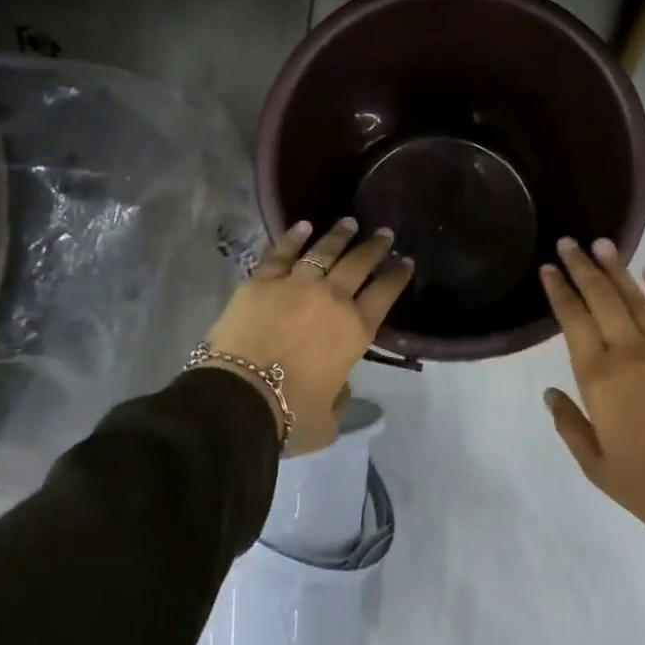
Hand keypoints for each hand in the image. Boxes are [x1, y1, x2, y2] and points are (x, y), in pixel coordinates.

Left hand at [201, 218, 412, 453]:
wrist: (238, 398)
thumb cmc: (289, 416)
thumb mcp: (328, 422)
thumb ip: (340, 400)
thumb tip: (339, 386)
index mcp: (355, 330)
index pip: (385, 294)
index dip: (398, 275)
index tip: (406, 261)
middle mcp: (332, 298)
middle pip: (359, 264)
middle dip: (375, 247)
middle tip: (385, 233)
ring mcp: (297, 283)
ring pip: (324, 250)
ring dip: (339, 235)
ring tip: (350, 223)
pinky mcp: (262, 280)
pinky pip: (281, 252)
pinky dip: (293, 237)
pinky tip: (303, 225)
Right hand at [540, 237, 644, 540]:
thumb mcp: (597, 467)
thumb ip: (570, 426)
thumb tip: (550, 393)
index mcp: (600, 378)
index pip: (573, 321)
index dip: (560, 292)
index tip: (548, 268)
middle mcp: (630, 352)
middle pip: (602, 299)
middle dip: (583, 267)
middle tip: (568, 241)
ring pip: (636, 299)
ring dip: (617, 268)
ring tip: (602, 243)